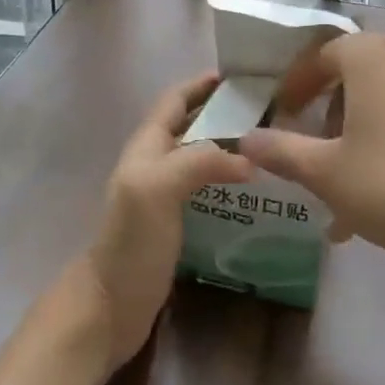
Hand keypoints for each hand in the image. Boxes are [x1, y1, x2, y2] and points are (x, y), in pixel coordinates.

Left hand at [72, 73, 253, 374]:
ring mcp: (165, 196)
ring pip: (202, 159)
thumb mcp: (157, 189)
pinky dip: (231, 183)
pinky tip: (259, 194)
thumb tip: (248, 159)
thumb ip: (197, 161)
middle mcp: (155, 164)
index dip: (203, 85)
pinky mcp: (177, 224)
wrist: (110, 306)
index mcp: (147, 147)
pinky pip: (208, 191)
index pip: (175, 101)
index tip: (244, 78)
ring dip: (232, 148)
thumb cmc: (131, 243)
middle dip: (226, 114)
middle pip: (192, 127)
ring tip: (274, 149)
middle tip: (272, 114)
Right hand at [237, 34, 384, 274]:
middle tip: (311, 149)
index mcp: (372, 58)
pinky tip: (380, 197)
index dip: (295, 84)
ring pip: (384, 100)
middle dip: (327, 114)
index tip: (280, 115)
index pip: (321, 54)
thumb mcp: (327, 173)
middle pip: (354, 75)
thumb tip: (246, 138)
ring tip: (342, 186)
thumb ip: (282, 151)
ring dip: (357, 135)